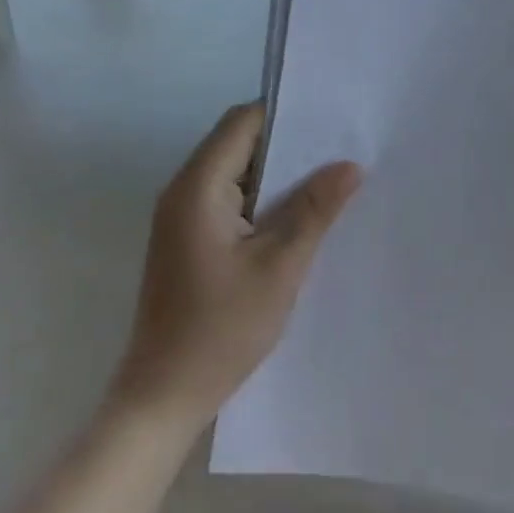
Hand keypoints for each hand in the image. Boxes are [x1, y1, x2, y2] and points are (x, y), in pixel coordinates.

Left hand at [113, 102, 362, 427]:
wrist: (163, 397)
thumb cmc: (221, 329)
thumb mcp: (280, 266)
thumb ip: (315, 209)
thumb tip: (350, 164)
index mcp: (198, 186)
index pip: (243, 122)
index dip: (287, 115)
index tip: (331, 120)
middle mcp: (183, 190)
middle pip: (238, 141)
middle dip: (288, 143)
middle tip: (339, 148)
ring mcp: (182, 216)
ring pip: (236, 170)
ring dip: (277, 172)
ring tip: (328, 178)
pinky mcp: (188, 238)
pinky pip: (229, 197)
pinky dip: (262, 197)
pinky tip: (297, 214)